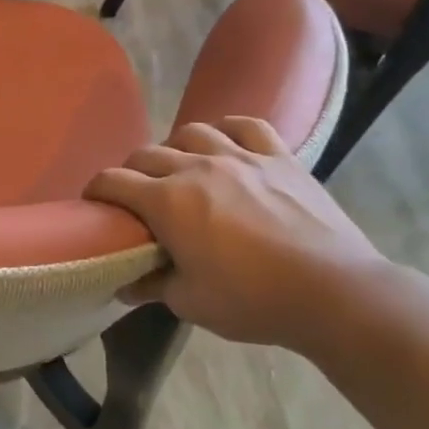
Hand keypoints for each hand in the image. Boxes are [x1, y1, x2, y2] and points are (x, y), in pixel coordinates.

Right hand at [85, 117, 387, 350]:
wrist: (335, 293)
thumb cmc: (253, 300)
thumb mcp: (190, 303)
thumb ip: (152, 286)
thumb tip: (125, 284)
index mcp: (167, 201)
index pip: (113, 181)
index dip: (96, 191)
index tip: (94, 204)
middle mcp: (196, 167)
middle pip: (146, 154)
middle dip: (130, 172)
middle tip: (135, 197)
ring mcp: (241, 157)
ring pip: (192, 132)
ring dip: (175, 147)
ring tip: (180, 168)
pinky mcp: (280, 158)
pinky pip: (247, 126)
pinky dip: (228, 129)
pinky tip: (225, 143)